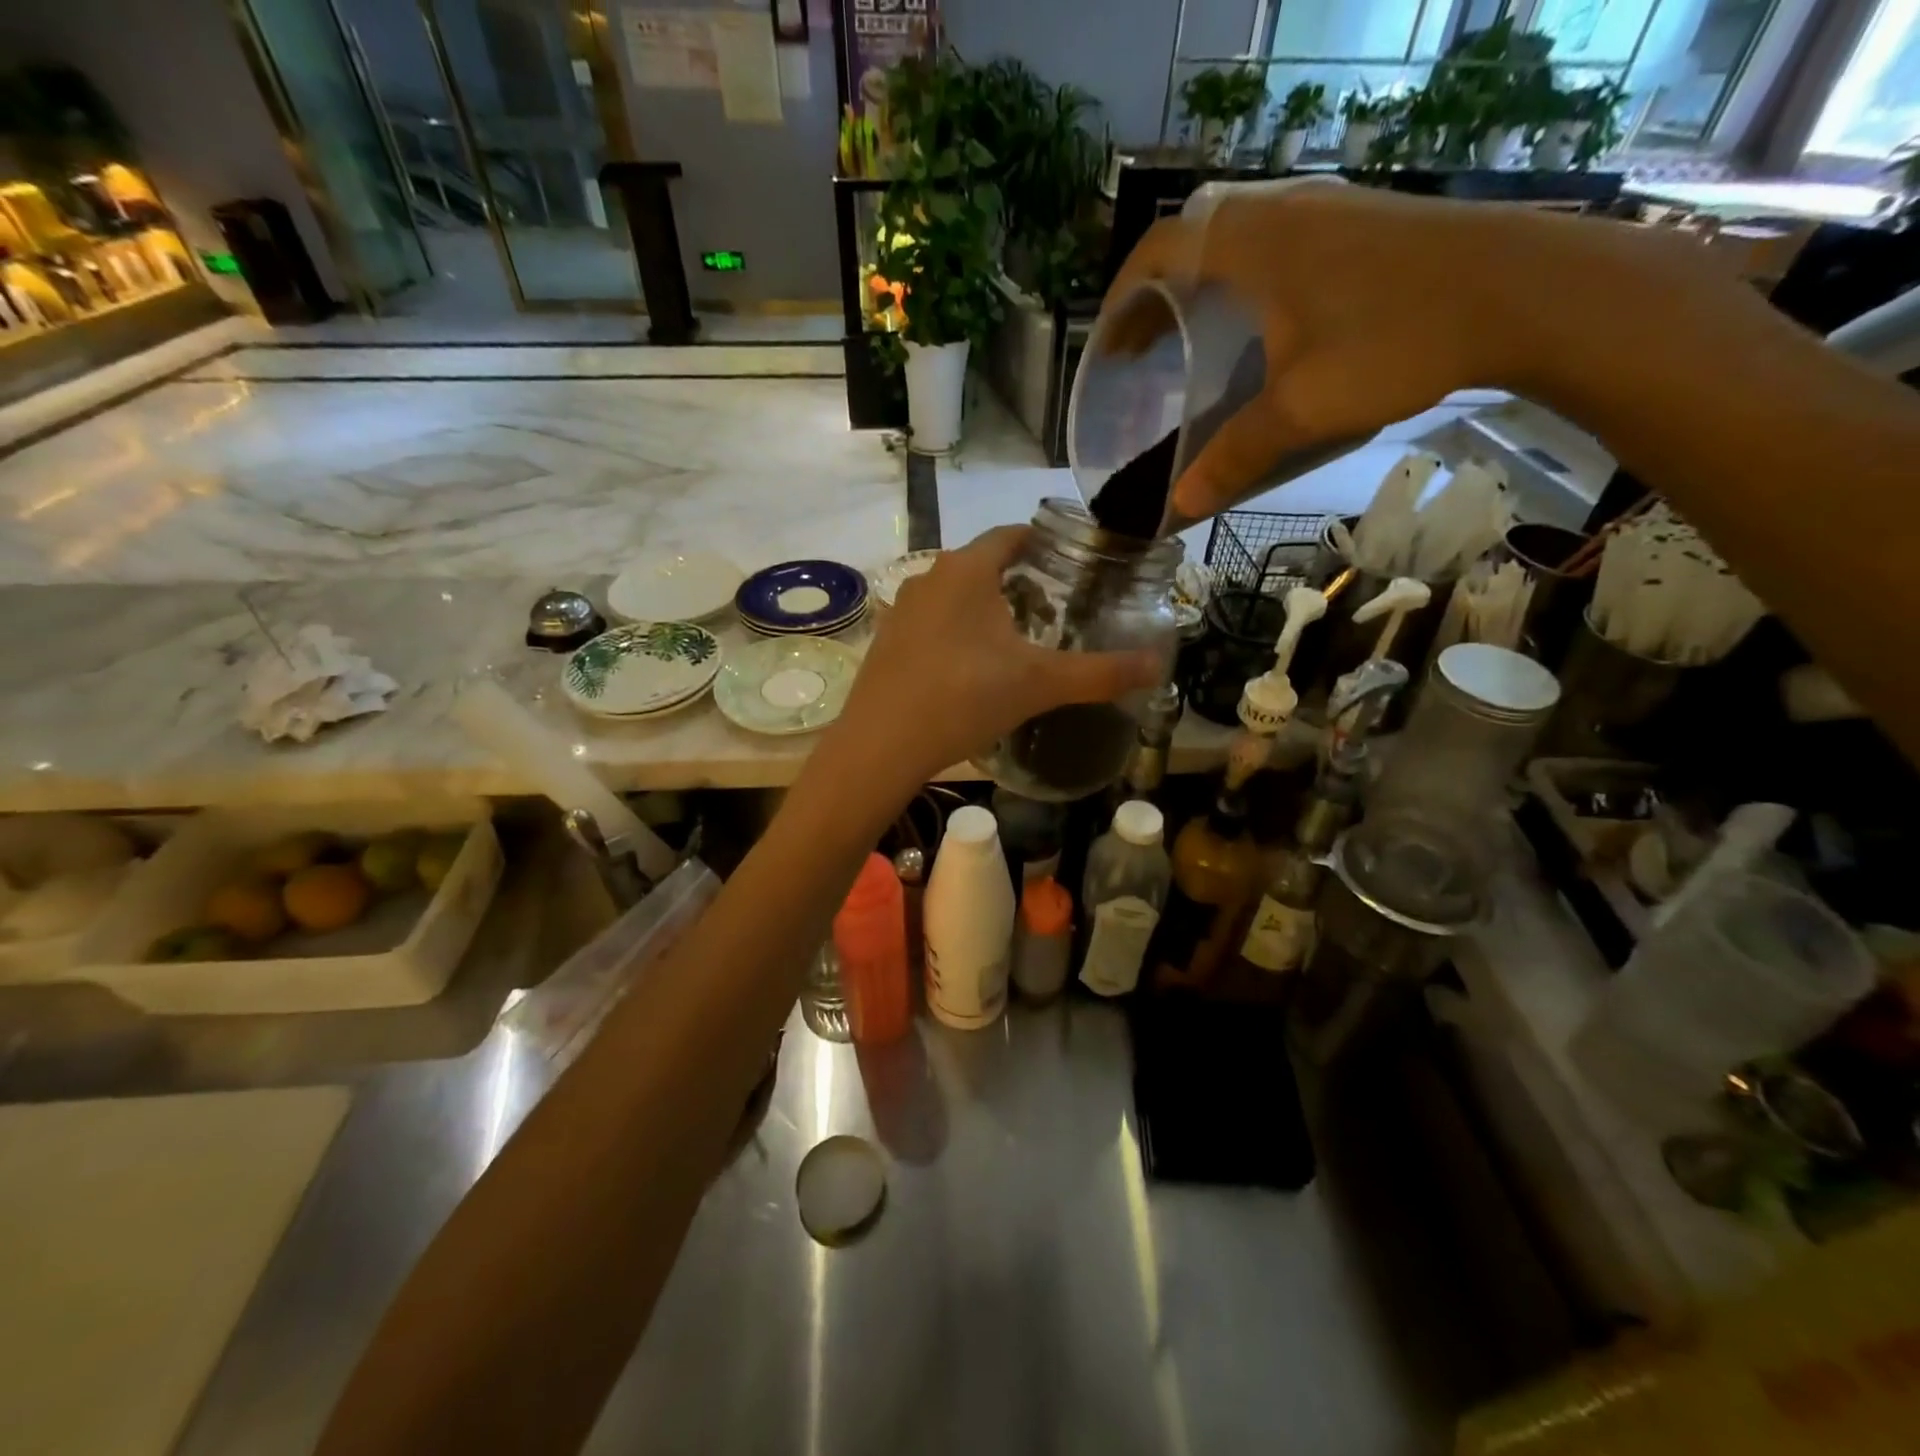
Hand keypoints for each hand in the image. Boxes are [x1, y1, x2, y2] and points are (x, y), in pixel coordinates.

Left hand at [824, 527, 1161, 788]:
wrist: (880, 746)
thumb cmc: (964, 698)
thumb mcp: (1040, 684)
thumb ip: (1101, 673)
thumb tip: (1160, 667)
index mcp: (967, 569)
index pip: (1013, 534)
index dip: (1046, 542)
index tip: (1074, 562)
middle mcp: (929, 577)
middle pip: (983, 563)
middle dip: (1020, 580)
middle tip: (1056, 608)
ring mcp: (902, 609)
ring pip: (955, 594)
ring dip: (986, 607)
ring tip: (1018, 638)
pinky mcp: (886, 640)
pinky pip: (932, 622)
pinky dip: (958, 631)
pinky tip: (971, 666)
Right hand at [1105, 182, 1671, 520]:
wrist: (1527, 291)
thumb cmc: (1397, 341)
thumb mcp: (1302, 409)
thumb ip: (1235, 456)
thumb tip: (1180, 509)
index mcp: (1254, 241)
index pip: (1160, 249)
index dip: (1123, 297)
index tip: (1108, 345)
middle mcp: (1286, 211)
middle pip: (1195, 243)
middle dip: (1158, 298)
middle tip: (1142, 353)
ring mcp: (1331, 213)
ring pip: (1240, 243)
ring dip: (1205, 290)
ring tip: (1192, 343)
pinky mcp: (1367, 226)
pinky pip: (1280, 248)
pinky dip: (1248, 286)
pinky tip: (1263, 331)